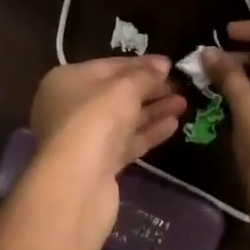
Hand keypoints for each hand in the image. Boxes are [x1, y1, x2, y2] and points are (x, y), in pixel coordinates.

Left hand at [28, 57, 185, 235]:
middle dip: (149, 89)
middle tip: (179, 86)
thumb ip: (145, 75)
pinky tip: (172, 125)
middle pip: (115, 94)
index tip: (169, 65)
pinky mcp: (97, 166)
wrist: (78, 184)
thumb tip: (163, 65)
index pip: (108, 66)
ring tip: (183, 104)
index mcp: (66, 81)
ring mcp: (82, 139)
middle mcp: (70, 108)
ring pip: (123, 120)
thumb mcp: (125, 88)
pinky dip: (147, 133)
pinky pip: (125, 142)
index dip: (140, 65)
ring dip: (152, 111)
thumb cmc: (96, 119)